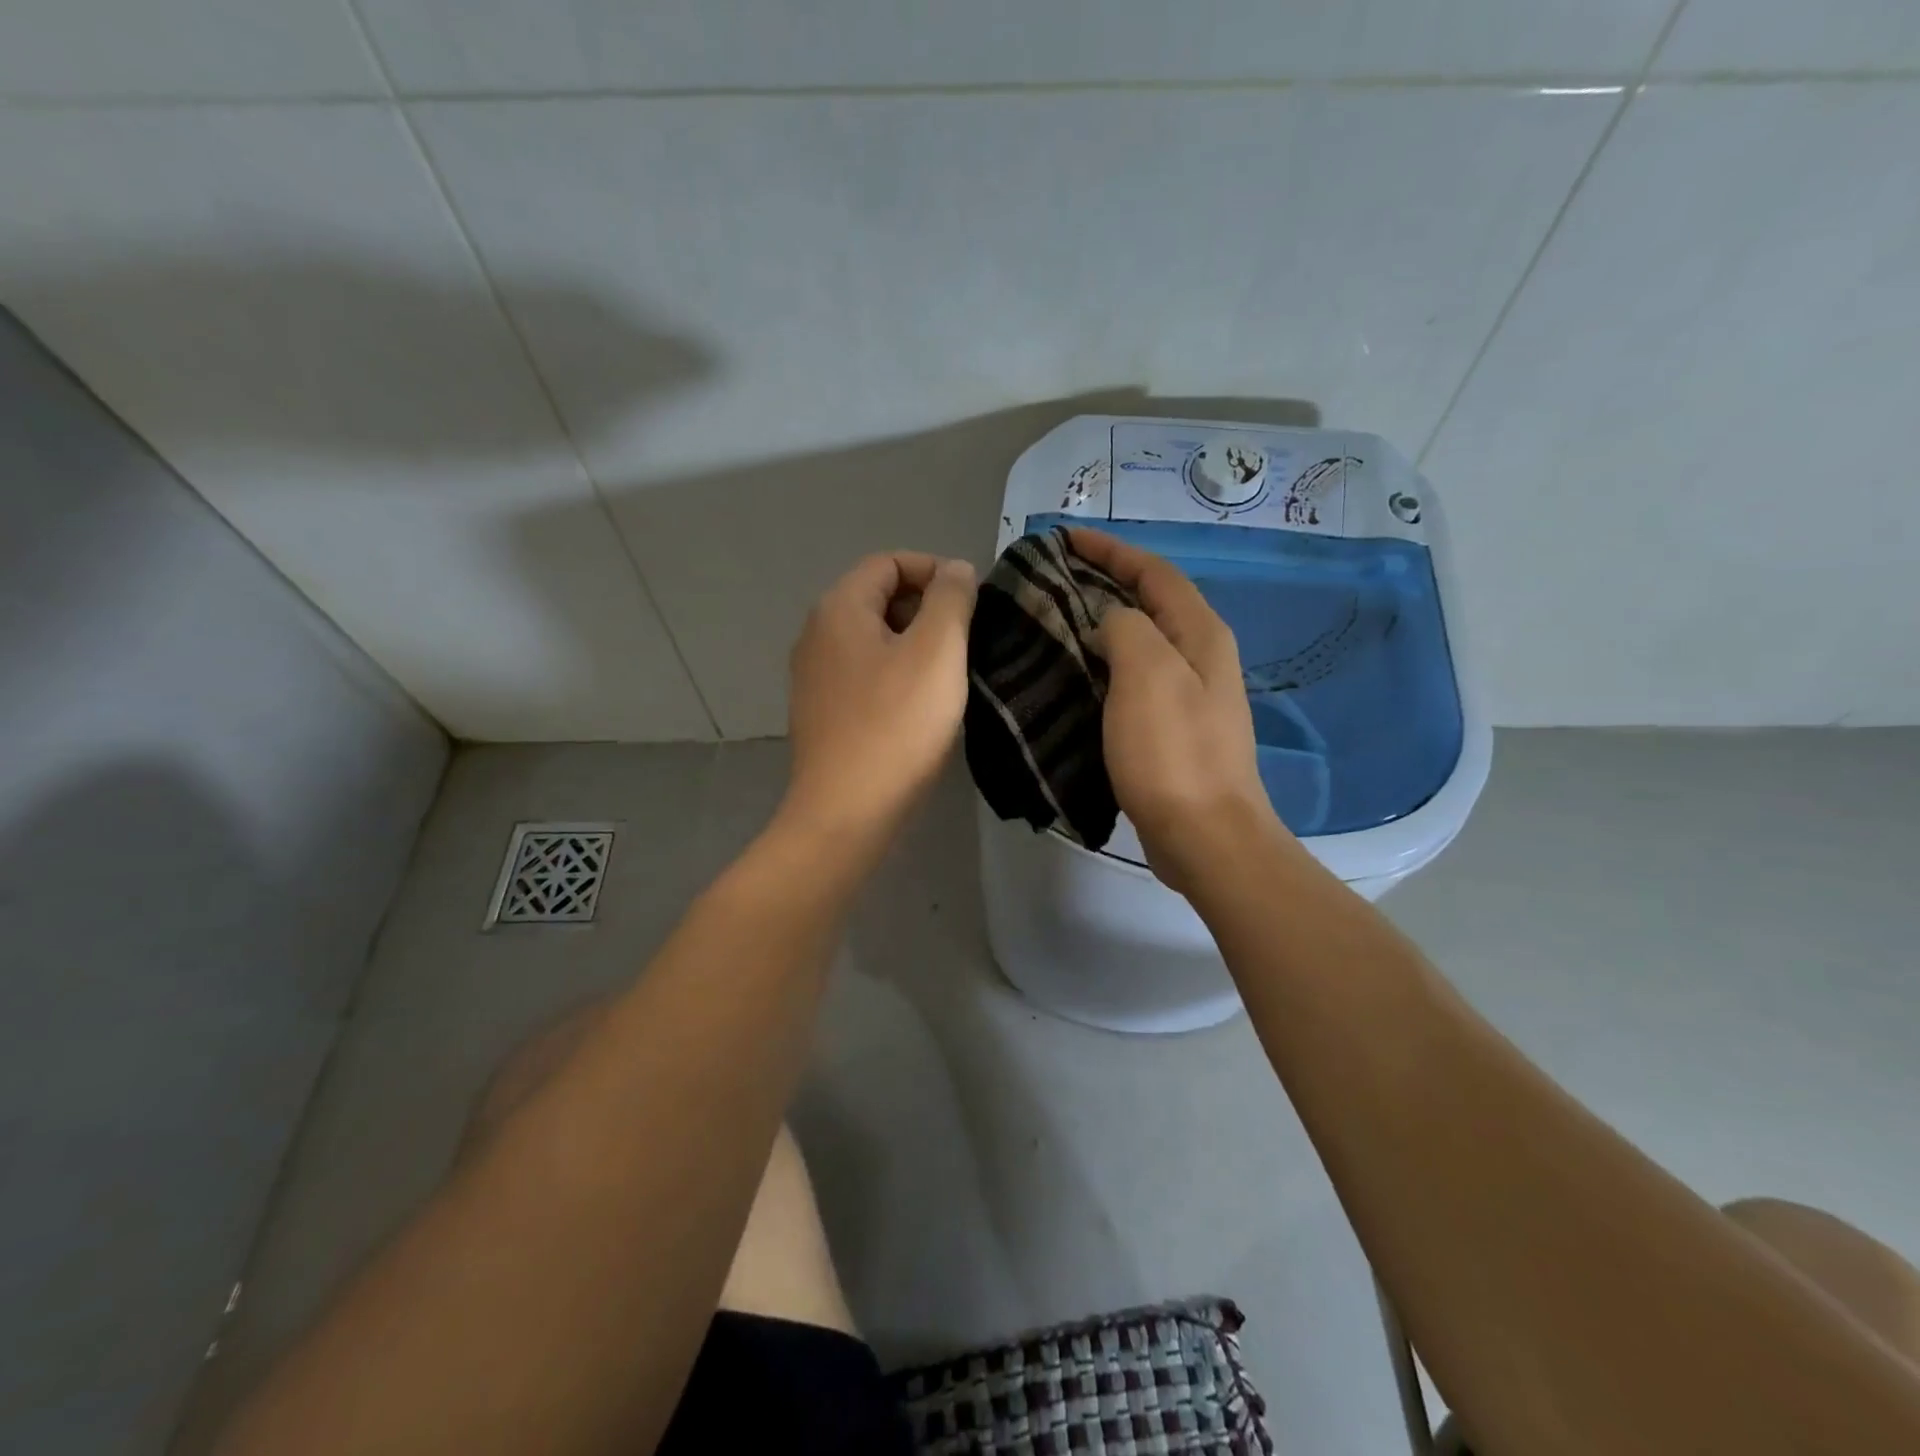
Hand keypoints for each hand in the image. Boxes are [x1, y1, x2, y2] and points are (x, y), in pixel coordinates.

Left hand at [781, 551, 977, 843]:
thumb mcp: (937, 651)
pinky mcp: (823, 712)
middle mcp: (817, 634)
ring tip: (950, 676)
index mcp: (839, 608)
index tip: (972, 604)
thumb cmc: (896, 725)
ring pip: (874, 640)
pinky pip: (865, 675)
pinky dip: (896, 676)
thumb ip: (951, 599)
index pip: (889, 562)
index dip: (934, 571)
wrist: (846, 811)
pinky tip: (921, 707)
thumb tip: (954, 569)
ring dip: (915, 646)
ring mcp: (815, 676)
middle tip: (966, 642)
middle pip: (879, 598)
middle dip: (927, 610)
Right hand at [1069, 528, 1286, 894]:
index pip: (1154, 572)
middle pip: (1149, 604)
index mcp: (1200, 634)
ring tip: (1053, 623)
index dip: (1111, 550)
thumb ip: (1127, 629)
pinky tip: (1072, 678)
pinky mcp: (1171, 731)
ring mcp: (1188, 696)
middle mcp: (1200, 657)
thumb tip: (1109, 623)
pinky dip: (1102, 668)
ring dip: (1101, 626)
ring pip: (1139, 643)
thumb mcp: (1147, 674)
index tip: (1064, 538)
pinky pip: (1132, 681)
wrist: (1204, 835)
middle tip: (1051, 580)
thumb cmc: (1174, 752)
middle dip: (1104, 583)